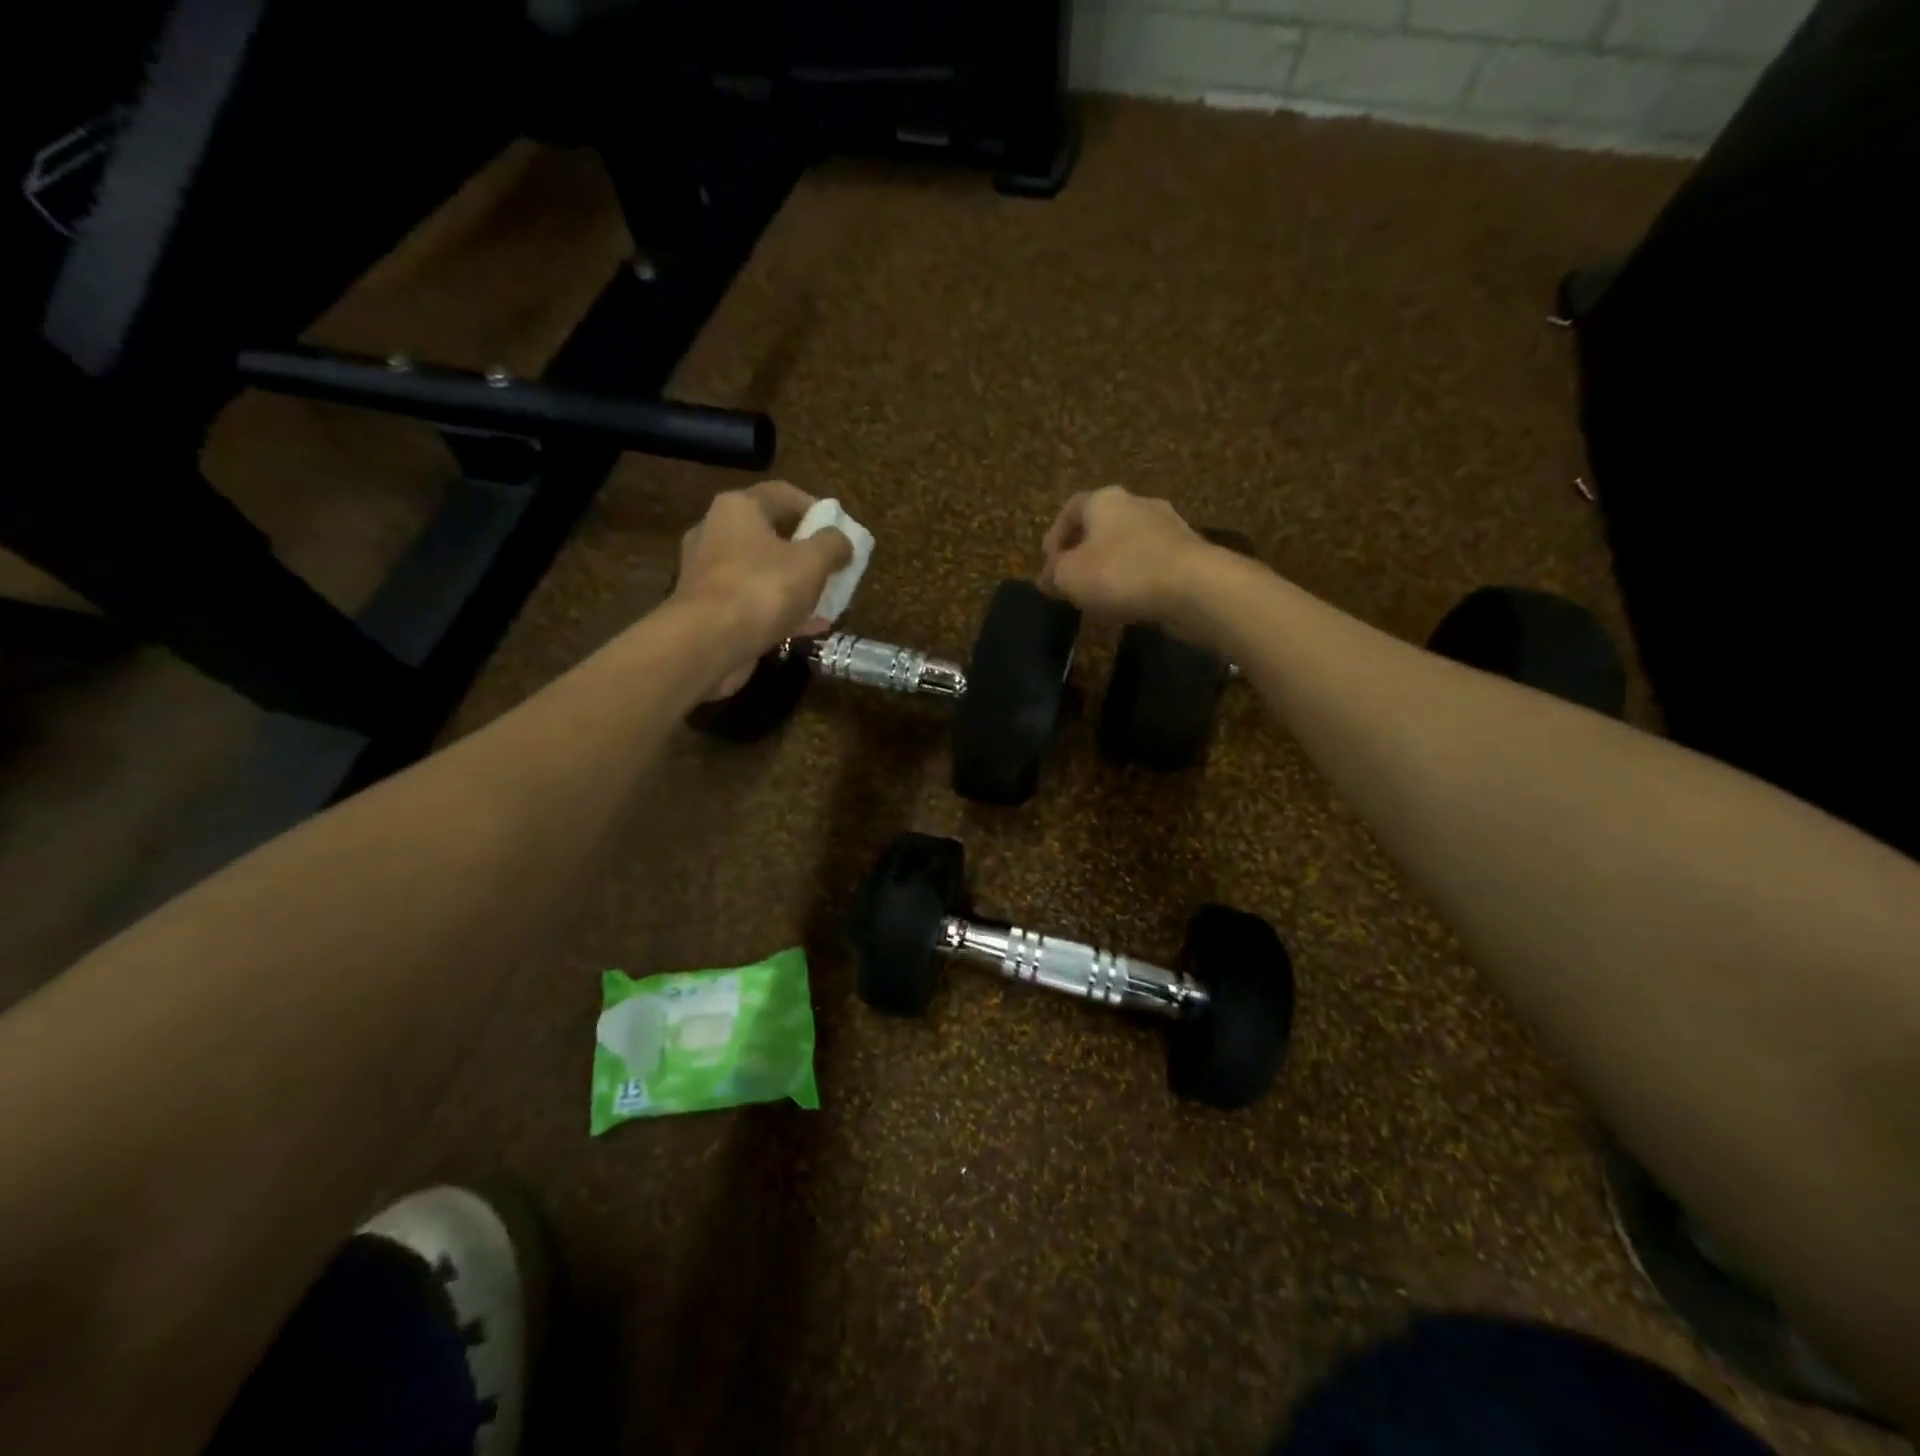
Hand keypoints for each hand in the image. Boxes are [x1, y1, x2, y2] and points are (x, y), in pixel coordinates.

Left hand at [672, 481, 851, 698]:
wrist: (708, 643)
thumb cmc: (762, 589)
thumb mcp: (811, 562)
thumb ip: (833, 545)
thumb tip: (842, 541)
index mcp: (738, 508)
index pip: (783, 494)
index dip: (816, 508)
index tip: (839, 530)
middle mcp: (716, 531)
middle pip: (771, 533)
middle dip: (806, 550)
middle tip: (833, 566)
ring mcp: (708, 572)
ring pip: (762, 570)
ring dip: (794, 584)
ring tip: (824, 599)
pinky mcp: (708, 607)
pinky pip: (752, 600)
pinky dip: (779, 609)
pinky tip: (808, 626)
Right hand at [1039, 487, 1213, 628]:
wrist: (1194, 587)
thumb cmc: (1120, 573)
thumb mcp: (1069, 576)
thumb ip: (1053, 574)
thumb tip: (1049, 577)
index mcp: (1104, 499)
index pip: (1071, 509)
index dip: (1055, 538)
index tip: (1049, 567)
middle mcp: (1138, 503)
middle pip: (1101, 526)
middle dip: (1084, 554)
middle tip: (1073, 583)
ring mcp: (1168, 527)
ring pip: (1128, 546)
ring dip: (1111, 569)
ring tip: (1100, 599)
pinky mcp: (1189, 554)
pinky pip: (1151, 565)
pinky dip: (1136, 581)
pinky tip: (1130, 605)